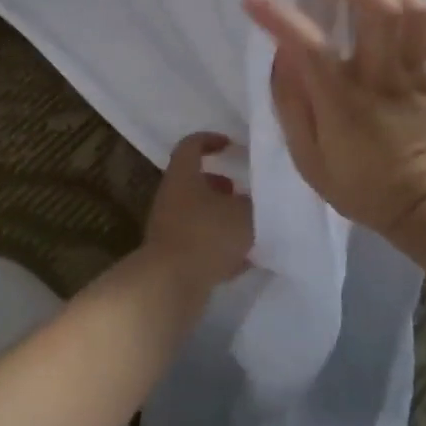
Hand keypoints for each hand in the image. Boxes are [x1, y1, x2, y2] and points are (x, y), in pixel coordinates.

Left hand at [142, 132, 253, 290]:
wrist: (170, 284)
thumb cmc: (207, 236)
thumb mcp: (244, 214)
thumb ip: (255, 203)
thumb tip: (257, 200)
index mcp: (183, 176)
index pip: (191, 145)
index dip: (211, 140)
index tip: (231, 146)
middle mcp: (171, 197)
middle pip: (195, 182)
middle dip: (221, 186)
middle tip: (244, 193)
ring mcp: (168, 228)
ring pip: (198, 214)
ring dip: (221, 218)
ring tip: (249, 228)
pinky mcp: (172, 257)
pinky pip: (198, 244)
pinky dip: (218, 247)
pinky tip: (242, 261)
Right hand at [243, 0, 425, 237]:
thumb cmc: (360, 185)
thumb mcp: (307, 158)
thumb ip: (290, 102)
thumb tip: (281, 53)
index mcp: (344, 103)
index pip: (309, 46)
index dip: (279, 16)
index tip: (254, 0)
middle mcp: (382, 78)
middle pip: (377, 8)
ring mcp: (415, 72)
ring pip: (410, 6)